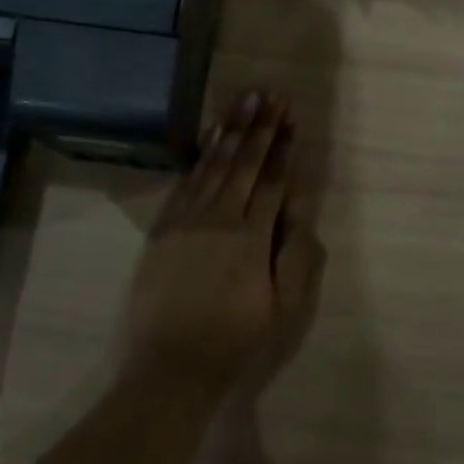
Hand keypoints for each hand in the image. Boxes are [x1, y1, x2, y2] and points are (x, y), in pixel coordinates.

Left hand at [124, 91, 326, 395]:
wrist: (167, 370)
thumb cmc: (233, 343)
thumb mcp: (282, 310)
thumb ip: (296, 255)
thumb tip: (299, 208)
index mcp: (251, 237)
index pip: (272, 180)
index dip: (283, 146)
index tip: (291, 116)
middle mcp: (220, 217)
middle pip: (245, 162)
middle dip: (261, 125)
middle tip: (272, 93)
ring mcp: (187, 219)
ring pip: (215, 163)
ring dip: (233, 129)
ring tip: (246, 99)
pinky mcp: (164, 227)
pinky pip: (187, 180)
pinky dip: (202, 154)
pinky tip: (212, 135)